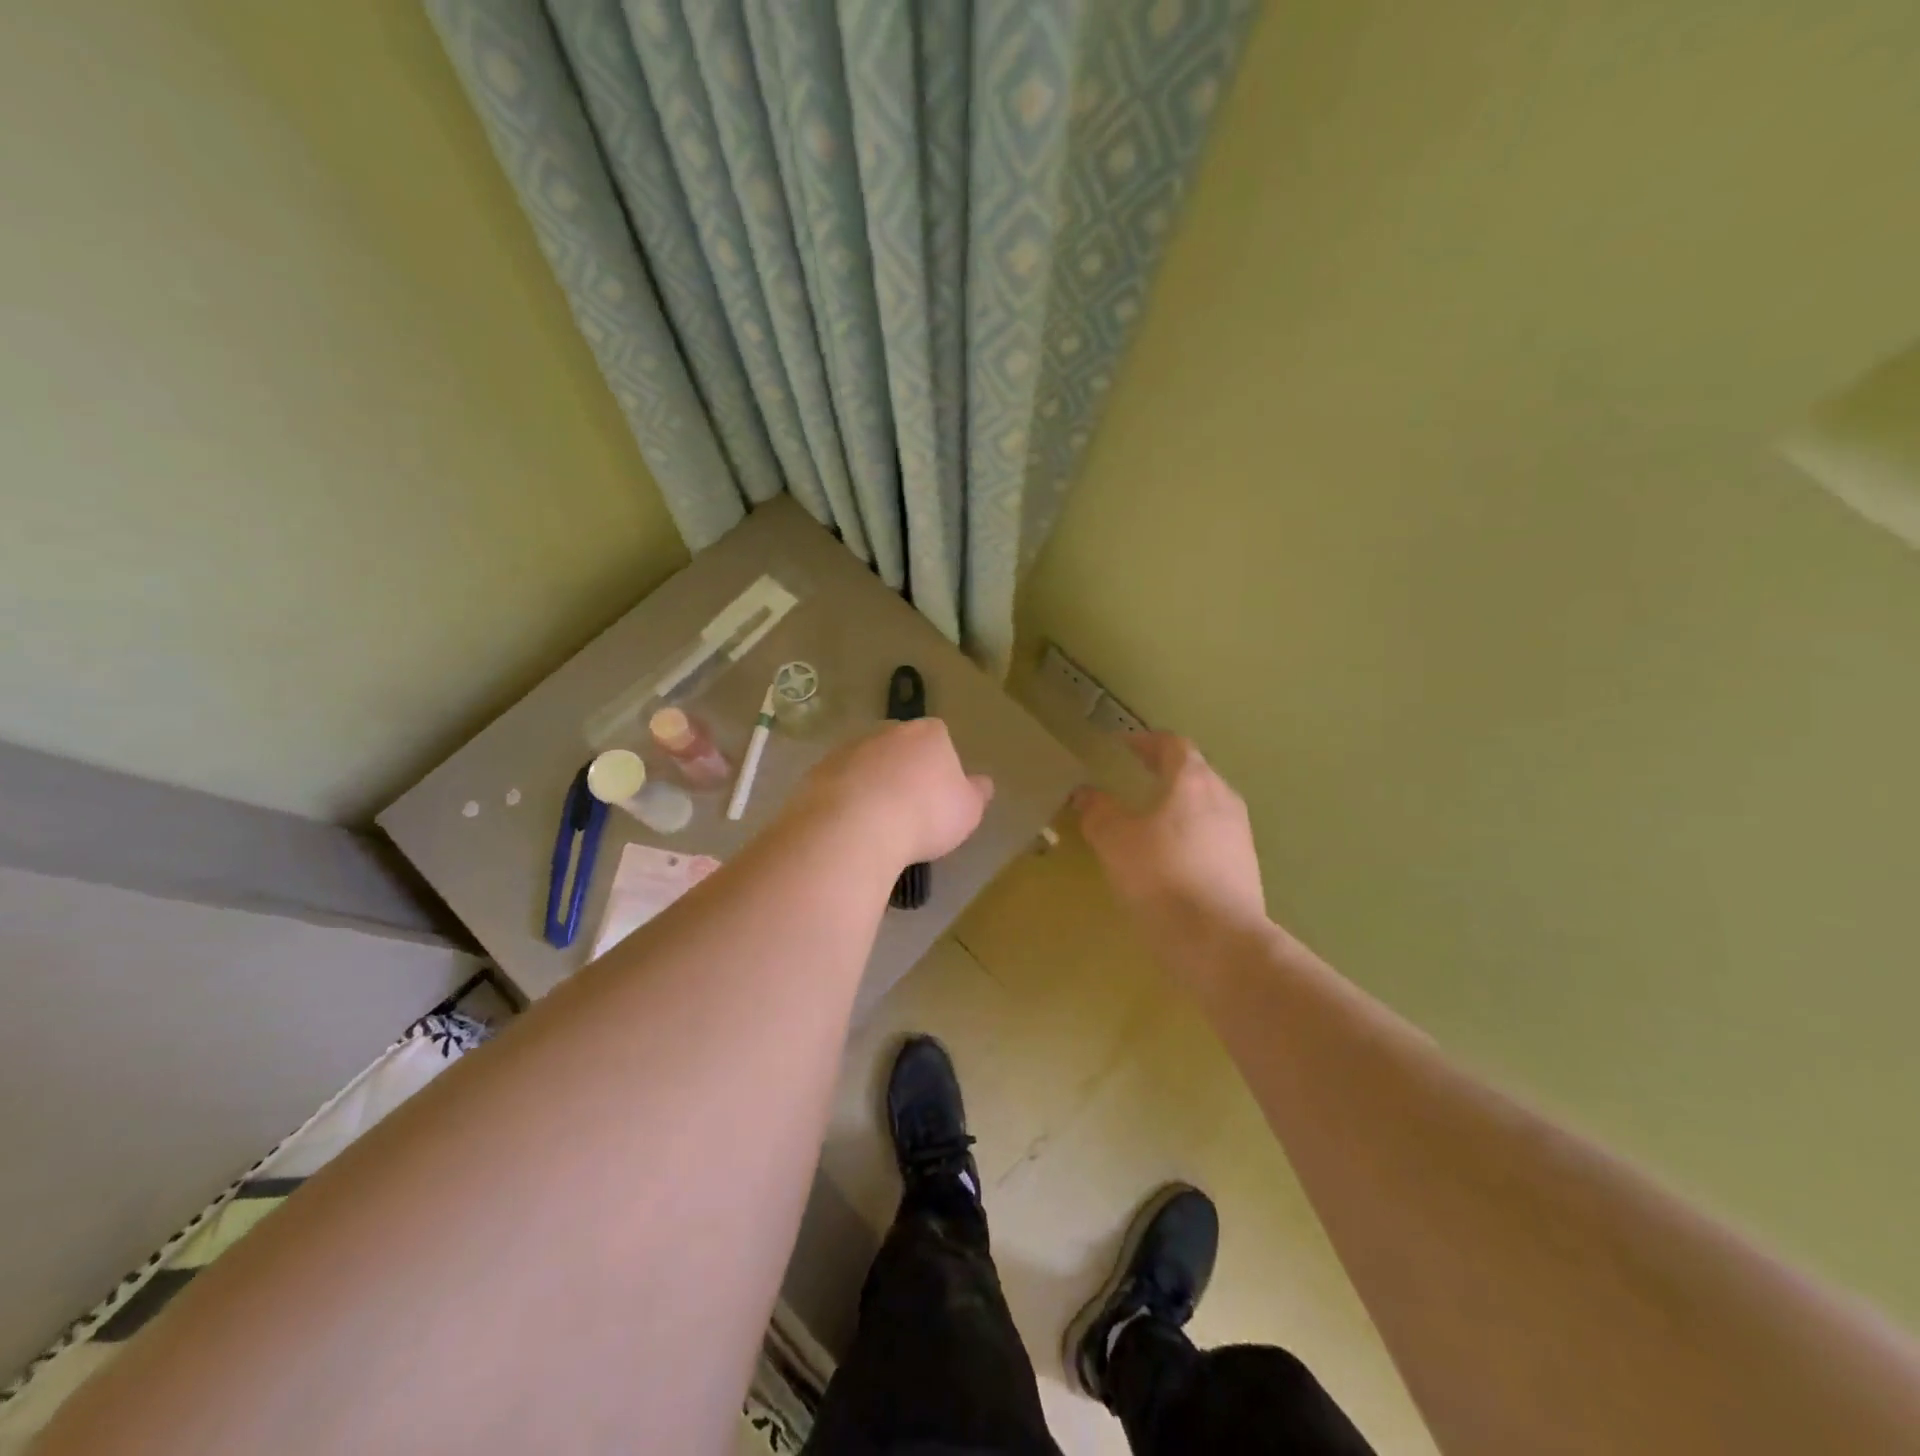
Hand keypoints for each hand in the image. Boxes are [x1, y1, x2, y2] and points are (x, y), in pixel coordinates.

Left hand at [787, 719, 993, 871]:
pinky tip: (849, 829)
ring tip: (876, 826)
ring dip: (872, 786)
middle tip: (908, 811)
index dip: (940, 766)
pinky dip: (844, 801)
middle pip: (900, 747)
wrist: (855, 827)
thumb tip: (982, 783)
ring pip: (866, 764)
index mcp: (928, 733)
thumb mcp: (967, 811)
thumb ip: (976, 794)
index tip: (938, 797)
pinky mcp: (817, 771)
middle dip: (903, 772)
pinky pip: (838, 785)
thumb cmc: (924, 815)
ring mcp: (849, 748)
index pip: (939, 738)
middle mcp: (888, 731)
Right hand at [1076, 733, 1266, 950]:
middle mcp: (1223, 798)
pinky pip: (1214, 835)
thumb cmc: (1161, 877)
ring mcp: (1240, 833)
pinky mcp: (1245, 865)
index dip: (1147, 741)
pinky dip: (1191, 832)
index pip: (1173, 745)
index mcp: (1192, 781)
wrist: (1219, 941)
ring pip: (1207, 804)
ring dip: (1180, 803)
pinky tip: (1172, 856)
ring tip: (1153, 817)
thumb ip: (1098, 811)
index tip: (1126, 745)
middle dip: (1166, 770)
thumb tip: (1085, 793)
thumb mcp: (1114, 841)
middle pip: (1195, 772)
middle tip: (1138, 775)